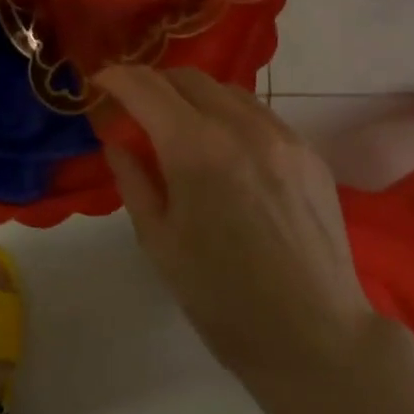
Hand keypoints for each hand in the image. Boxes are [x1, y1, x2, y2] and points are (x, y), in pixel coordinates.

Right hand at [95, 67, 373, 390]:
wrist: (315, 336)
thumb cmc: (222, 299)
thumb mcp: (159, 243)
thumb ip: (133, 181)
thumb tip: (117, 143)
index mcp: (196, 149)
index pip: (146, 88)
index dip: (116, 77)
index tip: (99, 83)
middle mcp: (241, 127)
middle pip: (188, 78)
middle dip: (154, 83)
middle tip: (135, 107)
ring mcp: (283, 136)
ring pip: (227, 91)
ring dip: (194, 97)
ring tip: (181, 128)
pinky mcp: (310, 153)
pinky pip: (261, 115)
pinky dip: (231, 116)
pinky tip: (227, 151)